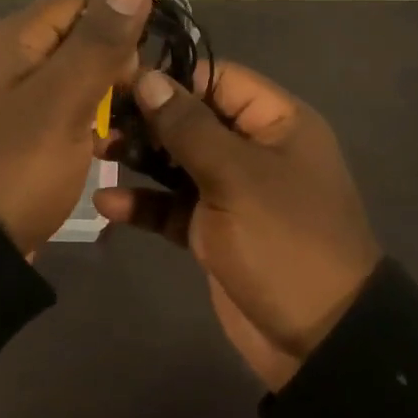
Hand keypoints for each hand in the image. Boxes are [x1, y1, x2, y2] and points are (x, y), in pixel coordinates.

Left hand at [0, 0, 151, 254]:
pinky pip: (59, 111)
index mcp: (13, 39)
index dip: (115, 28)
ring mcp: (8, 99)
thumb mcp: (64, 99)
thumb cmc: (17, 165)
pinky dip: (83, 124)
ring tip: (124, 134)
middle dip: (112, 67)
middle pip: (76, 39)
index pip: (79, 3)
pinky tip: (102, 151)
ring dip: (102, 99)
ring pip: (72, 78)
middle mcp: (7, 59)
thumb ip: (100, 41)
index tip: (133, 73)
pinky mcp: (14, 133)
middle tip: (130, 110)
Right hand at [94, 62, 379, 389]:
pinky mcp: (213, 230)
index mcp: (276, 122)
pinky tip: (107, 203)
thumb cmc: (284, 240)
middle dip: (148, 119)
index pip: (218, 79)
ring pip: (178, 161)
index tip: (123, 79)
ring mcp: (232, 191)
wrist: (320, 341)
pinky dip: (145, 204)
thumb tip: (148, 77)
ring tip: (97, 152)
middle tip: (101, 120)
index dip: (173, 77)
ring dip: (140, 158)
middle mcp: (253, 149)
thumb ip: (188, 126)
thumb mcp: (236, 176)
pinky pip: (173, 206)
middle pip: (193, 119)